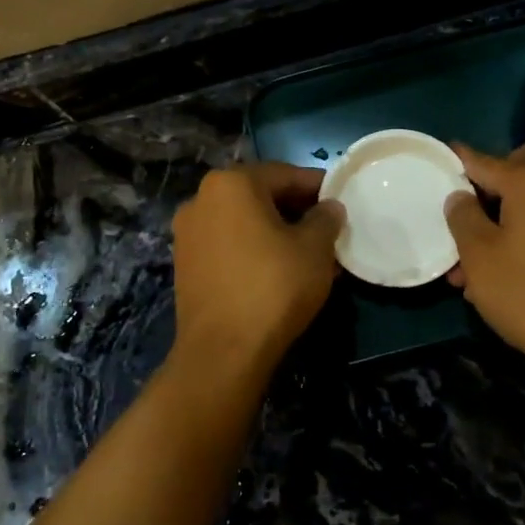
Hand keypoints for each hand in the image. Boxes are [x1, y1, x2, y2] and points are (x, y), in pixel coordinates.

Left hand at [171, 163, 343, 373]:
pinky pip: (227, 245)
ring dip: (274, 231)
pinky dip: (252, 250)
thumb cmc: (274, 286)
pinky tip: (277, 271)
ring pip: (242, 222)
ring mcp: (187, 233)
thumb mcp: (314, 248)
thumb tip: (329, 208)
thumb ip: (325, 219)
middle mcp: (201, 199)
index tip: (340, 201)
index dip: (317, 187)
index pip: (285, 174)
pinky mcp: (184, 265)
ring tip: (305, 254)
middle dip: (295, 210)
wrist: (223, 350)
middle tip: (326, 230)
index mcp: (231, 183)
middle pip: (259, 196)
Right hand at [444, 141, 524, 384]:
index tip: (444, 156)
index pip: (486, 161)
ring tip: (478, 254)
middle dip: (498, 174)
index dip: (461, 161)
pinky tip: (508, 263)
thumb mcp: (479, 256)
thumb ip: (463, 217)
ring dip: (511, 208)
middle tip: (475, 204)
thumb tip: (460, 195)